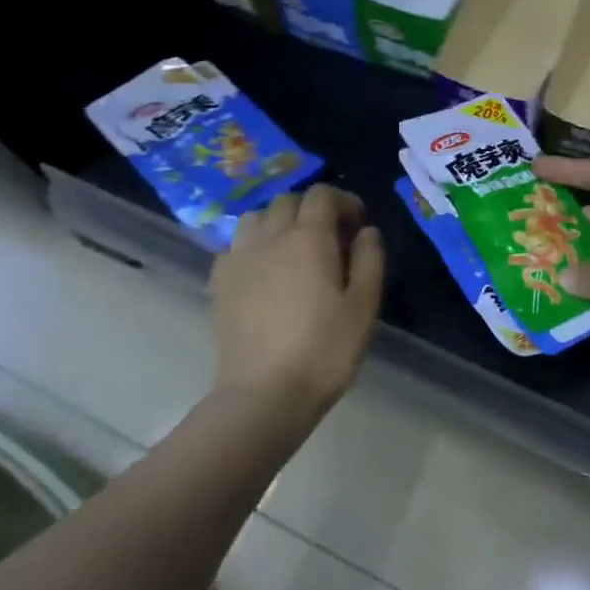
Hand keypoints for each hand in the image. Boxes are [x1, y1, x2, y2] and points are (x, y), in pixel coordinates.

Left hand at [204, 184, 384, 440]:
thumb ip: (370, 260)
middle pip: (287, 201)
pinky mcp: (219, 283)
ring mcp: (239, 259)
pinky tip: (264, 272)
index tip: (358, 223)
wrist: (265, 394)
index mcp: (309, 239)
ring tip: (294, 249)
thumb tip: (367, 231)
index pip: (322, 195)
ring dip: (278, 222)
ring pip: (255, 218)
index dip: (344, 201)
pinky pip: (234, 247)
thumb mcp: (364, 307)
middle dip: (312, 208)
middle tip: (331, 237)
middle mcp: (270, 238)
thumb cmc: (325, 350)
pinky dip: (253, 246)